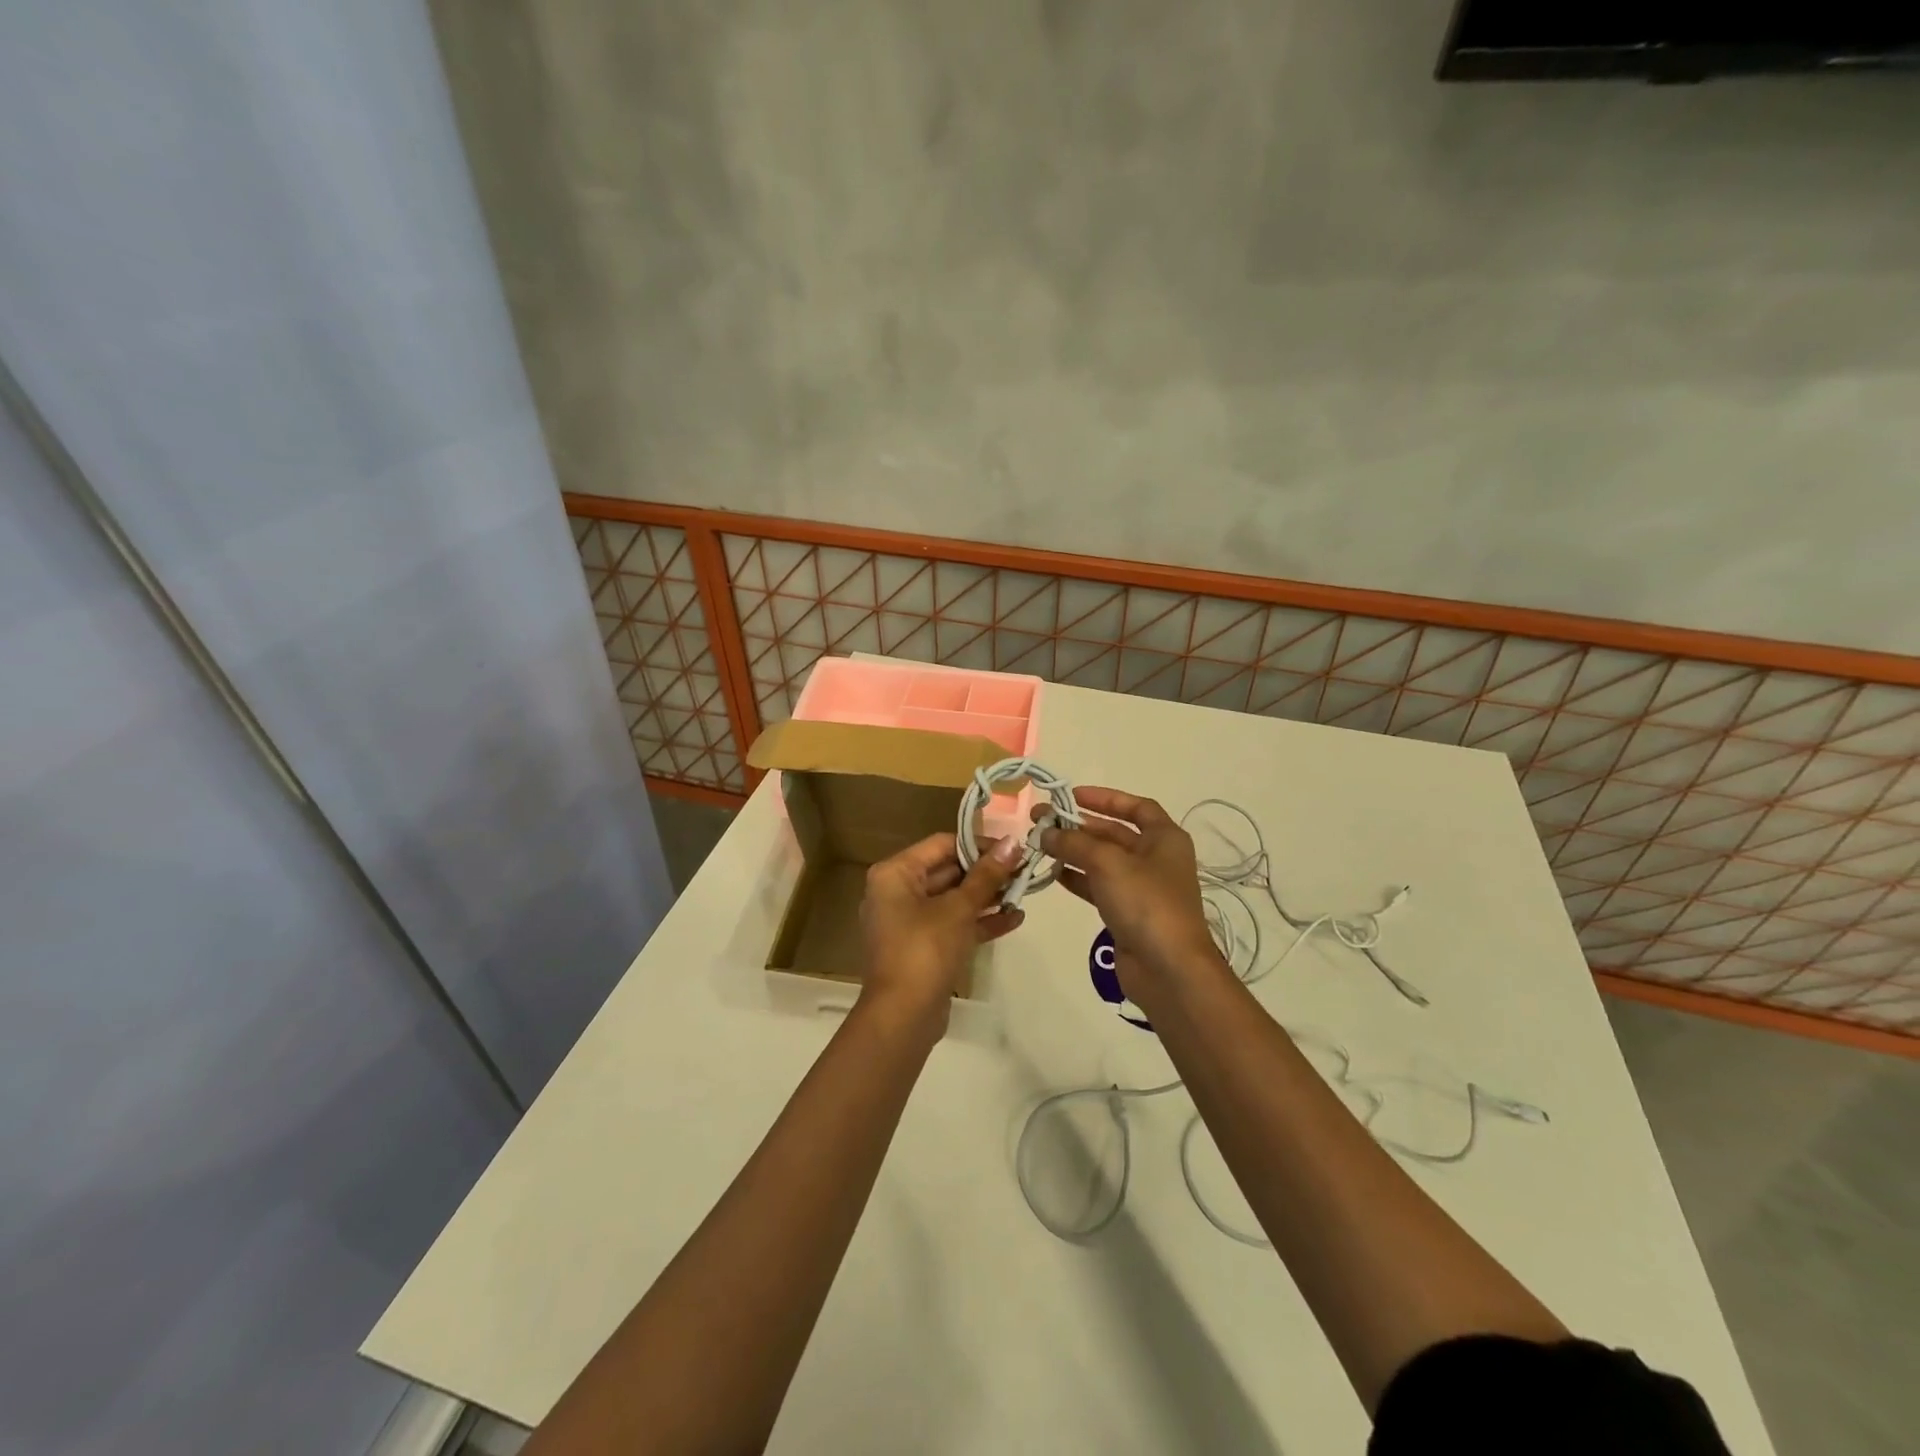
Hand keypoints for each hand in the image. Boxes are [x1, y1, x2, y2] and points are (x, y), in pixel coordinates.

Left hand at [858, 831, 1026, 1038]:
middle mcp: (896, 892)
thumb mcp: (960, 908)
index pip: (941, 844)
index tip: (1013, 849)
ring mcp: (908, 922)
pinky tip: (1014, 919)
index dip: (978, 845)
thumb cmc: (925, 949)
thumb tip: (1014, 843)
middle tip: (1024, 869)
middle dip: (986, 872)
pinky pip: (952, 924)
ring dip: (986, 896)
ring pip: (952, 899)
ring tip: (1024, 892)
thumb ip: (987, 875)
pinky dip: (978, 921)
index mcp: (895, 873)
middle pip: (947, 871)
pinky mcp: (922, 947)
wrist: (903, 1016)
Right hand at [1038, 787, 1225, 1010]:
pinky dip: (1077, 878)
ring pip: (1103, 861)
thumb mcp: (1108, 863)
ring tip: (1040, 845)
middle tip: (1041, 820)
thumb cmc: (1146, 903)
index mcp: (1165, 839)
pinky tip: (1052, 874)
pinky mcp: (1128, 914)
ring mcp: (1142, 888)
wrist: (1168, 970)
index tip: (1072, 796)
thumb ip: (1074, 842)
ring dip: (1073, 852)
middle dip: (1079, 826)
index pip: (1136, 807)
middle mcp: (1156, 859)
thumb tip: (1044, 831)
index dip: (1105, 798)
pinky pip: (1098, 887)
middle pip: (1114, 833)